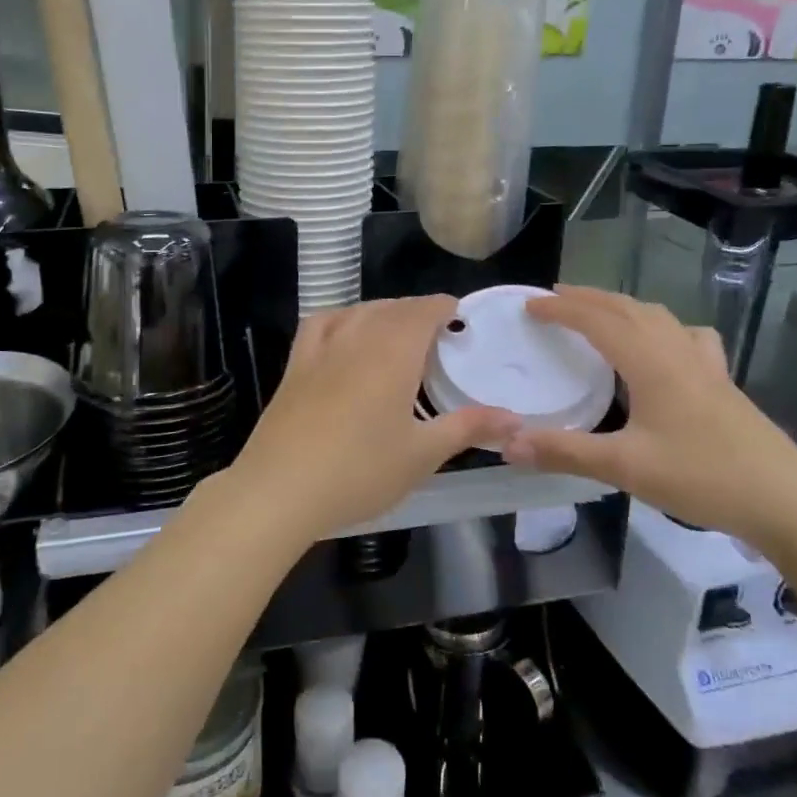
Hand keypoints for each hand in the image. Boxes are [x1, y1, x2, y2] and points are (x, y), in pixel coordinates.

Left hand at [216, 296, 516, 539]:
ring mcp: (321, 349)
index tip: (460, 318)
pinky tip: (345, 333)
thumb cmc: (360, 471)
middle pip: (392, 308)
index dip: (444, 308)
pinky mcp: (295, 365)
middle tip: (437, 334)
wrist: (281, 488)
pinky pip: (321, 324)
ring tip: (398, 331)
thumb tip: (515, 420)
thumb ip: (468, 428)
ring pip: (358, 312)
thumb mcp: (422, 454)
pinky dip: (341, 318)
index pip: (424, 310)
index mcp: (394, 352)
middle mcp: (358, 337)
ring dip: (383, 312)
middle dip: (418, 312)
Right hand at [501, 286, 796, 549]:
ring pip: (658, 317)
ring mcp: (706, 365)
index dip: (561, 309)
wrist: (788, 502)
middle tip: (555, 297)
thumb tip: (508, 442)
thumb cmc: (704, 478)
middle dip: (588, 298)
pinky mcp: (723, 383)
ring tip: (600, 312)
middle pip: (628, 309)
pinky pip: (687, 337)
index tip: (529, 305)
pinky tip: (666, 345)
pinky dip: (664, 327)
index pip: (597, 321)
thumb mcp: (626, 468)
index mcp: (651, 363)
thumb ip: (565, 452)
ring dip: (623, 307)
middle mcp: (677, 353)